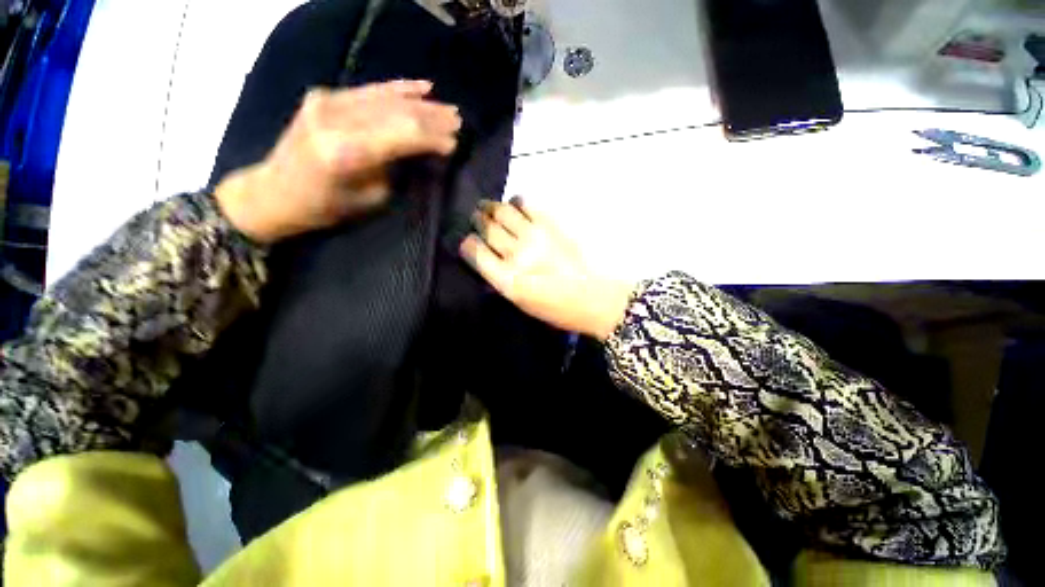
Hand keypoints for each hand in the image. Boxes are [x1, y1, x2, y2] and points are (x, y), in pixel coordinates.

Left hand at [216, 80, 461, 242]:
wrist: (275, 191)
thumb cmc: (325, 207)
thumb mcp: (370, 198)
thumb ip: (395, 170)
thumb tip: (419, 152)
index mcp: (347, 150)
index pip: (403, 134)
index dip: (433, 137)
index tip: (455, 143)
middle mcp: (335, 117)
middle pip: (397, 111)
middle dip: (432, 117)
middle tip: (458, 121)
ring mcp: (327, 101)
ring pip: (386, 97)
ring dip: (421, 103)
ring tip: (447, 108)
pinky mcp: (324, 96)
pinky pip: (369, 90)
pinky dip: (397, 89)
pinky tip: (421, 87)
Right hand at [460, 198, 633, 340]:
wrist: (594, 298)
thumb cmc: (557, 309)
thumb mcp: (522, 304)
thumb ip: (500, 281)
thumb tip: (487, 260)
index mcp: (508, 280)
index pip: (475, 252)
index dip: (468, 244)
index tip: (469, 242)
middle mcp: (518, 255)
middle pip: (487, 227)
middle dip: (477, 220)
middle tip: (477, 218)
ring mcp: (536, 236)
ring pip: (503, 211)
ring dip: (491, 207)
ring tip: (489, 207)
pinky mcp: (552, 224)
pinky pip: (527, 204)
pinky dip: (516, 202)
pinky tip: (515, 206)